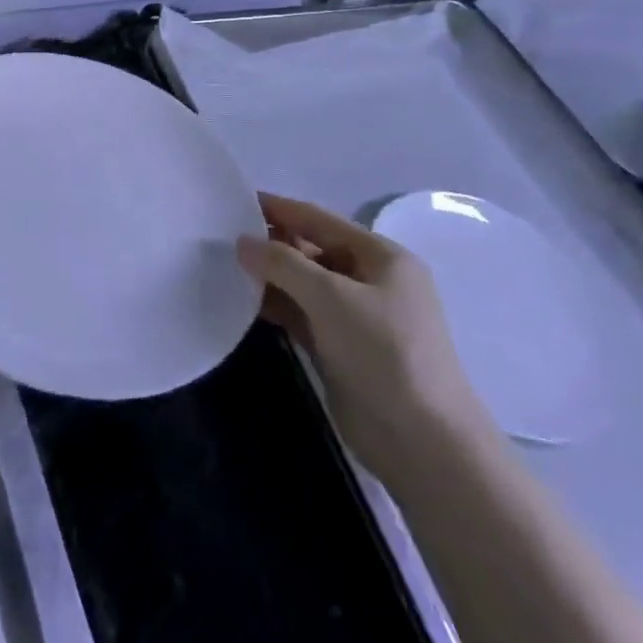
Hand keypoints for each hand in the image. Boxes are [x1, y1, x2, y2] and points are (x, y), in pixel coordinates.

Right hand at [238, 192, 492, 487]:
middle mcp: (369, 280)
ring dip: (269, 276)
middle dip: (270, 243)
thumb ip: (283, 264)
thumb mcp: (331, 297)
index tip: (234, 200)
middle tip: (220, 238)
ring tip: (223, 267)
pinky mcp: (340, 346)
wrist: (422, 442)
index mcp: (381, 257)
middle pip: (311, 249)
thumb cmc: (384, 353)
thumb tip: (242, 242)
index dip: (278, 208)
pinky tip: (243, 302)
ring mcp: (355, 316)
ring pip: (303, 283)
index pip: (319, 219)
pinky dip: (276, 306)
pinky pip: (301, 314)